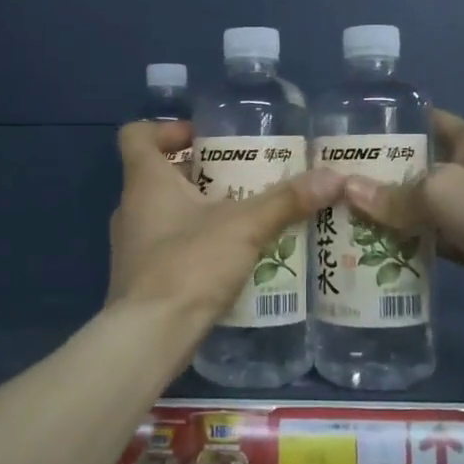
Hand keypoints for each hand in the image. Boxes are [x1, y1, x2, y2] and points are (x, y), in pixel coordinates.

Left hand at [108, 121, 342, 321]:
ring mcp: (131, 247)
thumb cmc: (189, 265)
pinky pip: (168, 247)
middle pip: (158, 175)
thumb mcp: (245, 227)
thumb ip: (286, 201)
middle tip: (240, 177)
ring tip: (243, 217)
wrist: (150, 335)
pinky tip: (229, 258)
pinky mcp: (140, 278)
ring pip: (164, 213)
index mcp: (145, 182)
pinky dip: (194, 244)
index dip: (166, 128)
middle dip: (199, 173)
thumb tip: (333, 176)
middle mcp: (131, 208)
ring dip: (199, 211)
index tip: (202, 138)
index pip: (137, 135)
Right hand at [341, 109, 463, 324]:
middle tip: (332, 189)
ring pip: (424, 210)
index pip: (425, 122)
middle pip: (418, 169)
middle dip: (380, 179)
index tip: (347, 140)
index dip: (389, 128)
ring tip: (341, 223)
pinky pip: (436, 242)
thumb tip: (348, 191)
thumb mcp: (446, 193)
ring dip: (392, 217)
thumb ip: (398, 195)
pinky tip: (375, 254)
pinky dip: (412, 247)